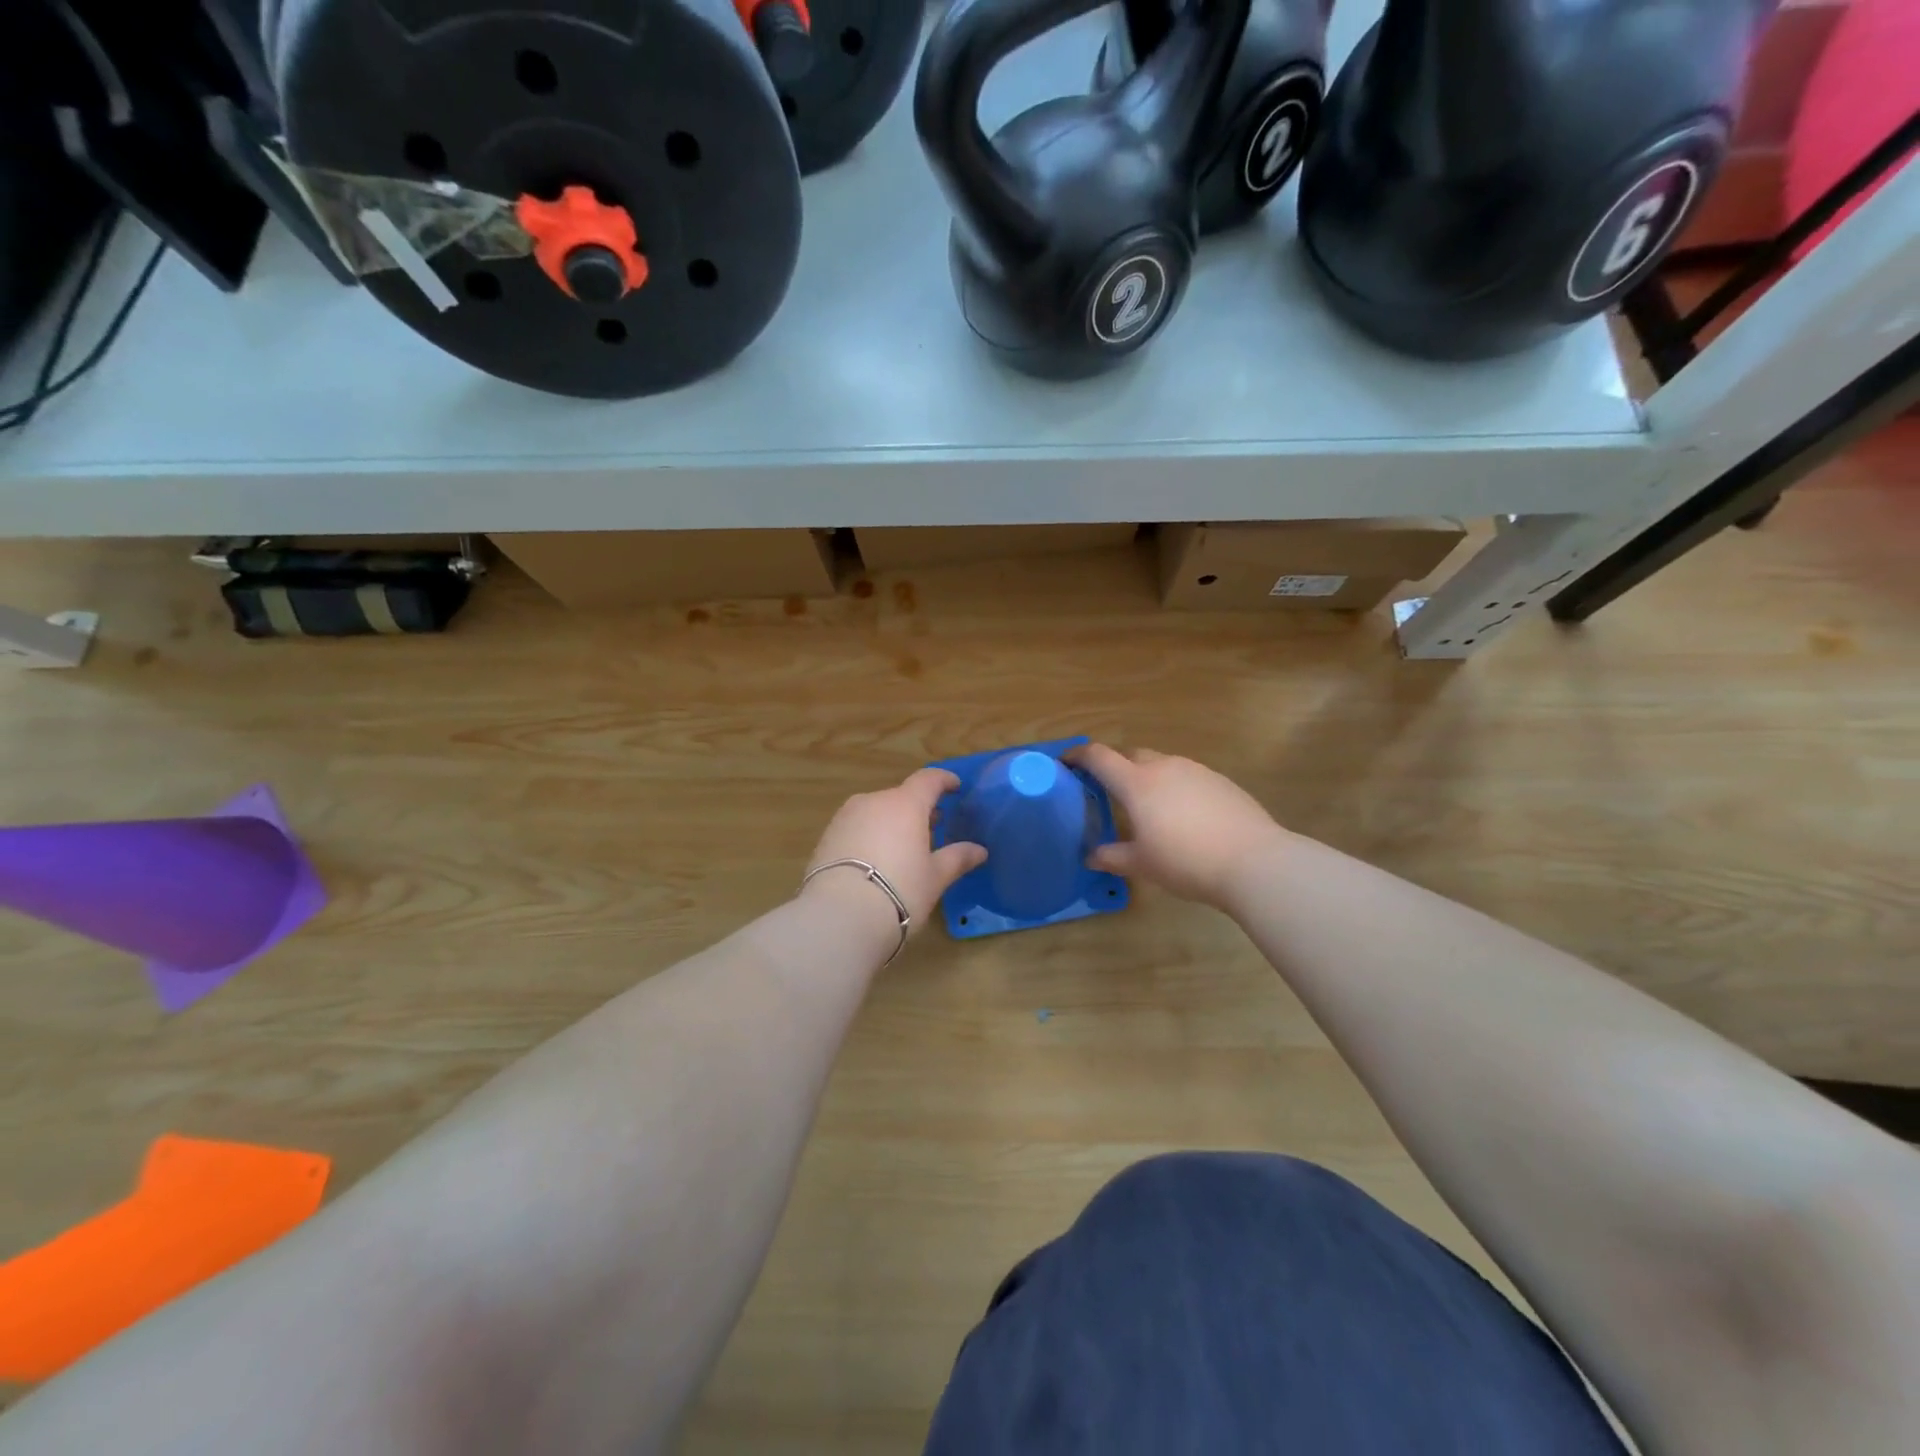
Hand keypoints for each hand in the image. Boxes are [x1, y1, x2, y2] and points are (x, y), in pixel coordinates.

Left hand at [802, 768, 987, 943]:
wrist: (839, 917)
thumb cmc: (899, 891)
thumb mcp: (934, 877)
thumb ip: (957, 858)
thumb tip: (979, 850)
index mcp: (905, 804)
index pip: (928, 780)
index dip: (944, 780)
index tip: (954, 786)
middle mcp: (873, 801)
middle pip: (900, 797)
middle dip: (918, 809)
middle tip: (933, 828)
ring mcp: (845, 817)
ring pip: (876, 812)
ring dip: (892, 823)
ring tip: (903, 848)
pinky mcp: (826, 837)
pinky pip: (856, 828)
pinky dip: (870, 836)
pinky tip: (875, 862)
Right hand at [1066, 744, 1287, 910]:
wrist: (1254, 861)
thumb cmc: (1186, 861)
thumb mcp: (1142, 864)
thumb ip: (1112, 857)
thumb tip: (1091, 857)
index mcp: (1137, 783)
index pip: (1099, 757)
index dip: (1078, 755)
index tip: (1065, 762)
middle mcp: (1164, 767)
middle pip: (1131, 755)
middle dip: (1114, 766)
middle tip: (1107, 790)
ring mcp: (1196, 770)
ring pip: (1161, 764)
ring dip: (1146, 776)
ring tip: (1147, 806)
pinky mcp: (1220, 781)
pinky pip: (1186, 776)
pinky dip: (1174, 787)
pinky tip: (1182, 815)